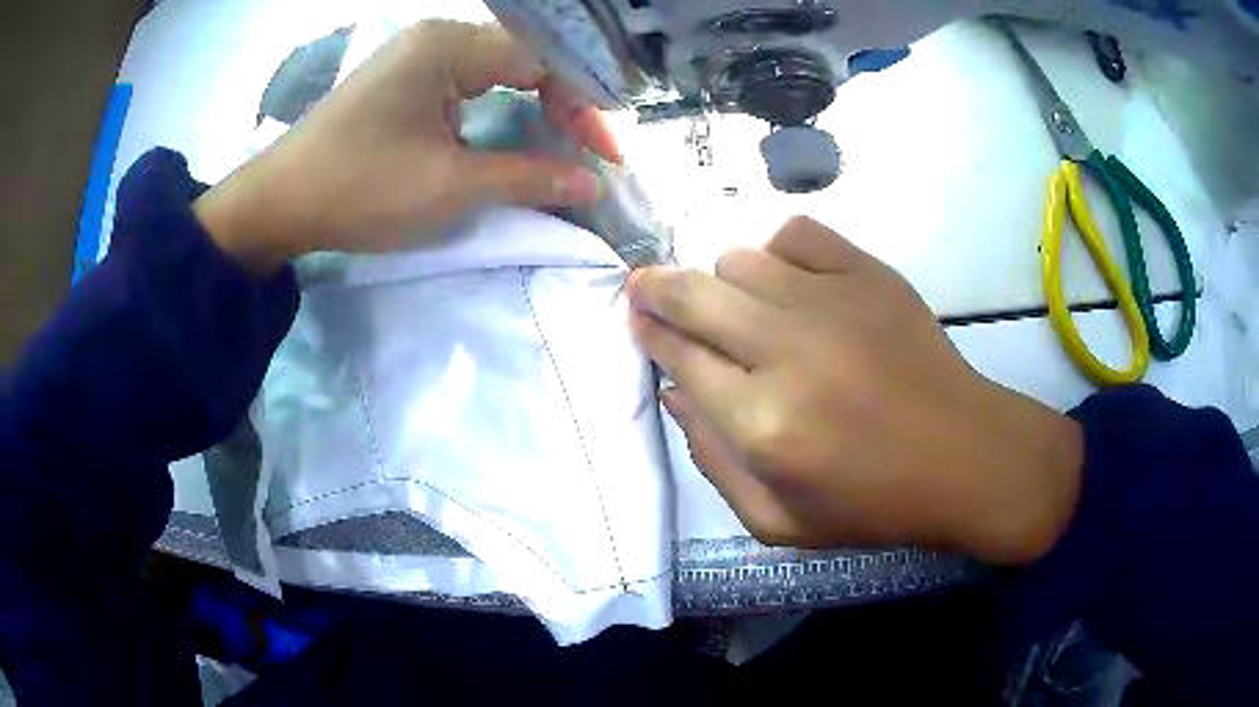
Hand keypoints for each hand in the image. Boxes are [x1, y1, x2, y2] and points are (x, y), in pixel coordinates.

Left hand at [195, 20, 619, 273]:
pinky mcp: (406, 78)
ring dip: (538, 103)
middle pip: (526, 58)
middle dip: (567, 103)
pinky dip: (504, 105)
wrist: (279, 204)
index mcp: (449, 46)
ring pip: (501, 68)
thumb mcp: (449, 187)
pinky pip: (472, 81)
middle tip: (594, 151)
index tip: (610, 155)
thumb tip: (591, 183)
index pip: (542, 61)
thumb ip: (528, 177)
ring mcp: (419, 54)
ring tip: (567, 141)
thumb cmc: (359, 190)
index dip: (586, 106)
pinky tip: (519, 129)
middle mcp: (438, 36)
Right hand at [627, 217, 1083, 565]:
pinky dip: (778, 252)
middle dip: (655, 289)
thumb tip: (675, 391)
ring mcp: (832, 301)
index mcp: (762, 424)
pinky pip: (795, 234)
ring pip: (739, 259)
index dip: (649, 333)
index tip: (636, 320)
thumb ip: (711, 462)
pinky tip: (789, 281)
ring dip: (722, 281)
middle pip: (693, 294)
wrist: (964, 457)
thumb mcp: (777, 521)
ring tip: (737, 305)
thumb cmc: (872, 503)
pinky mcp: (869, 274)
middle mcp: (788, 351)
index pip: (678, 357)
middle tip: (645, 288)